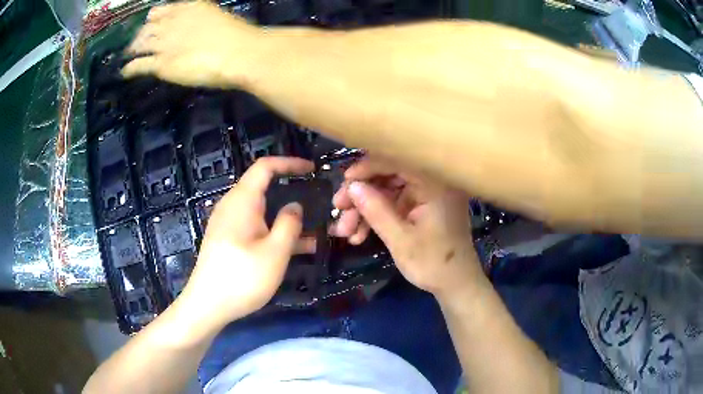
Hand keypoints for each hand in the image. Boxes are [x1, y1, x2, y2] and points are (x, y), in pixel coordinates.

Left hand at [122, 2, 261, 87]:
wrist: (239, 53)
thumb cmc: (237, 36)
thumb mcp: (218, 19)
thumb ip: (201, 22)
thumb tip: (195, 30)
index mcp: (188, 8)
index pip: (161, 11)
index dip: (153, 18)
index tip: (151, 22)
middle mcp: (172, 22)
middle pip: (147, 28)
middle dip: (140, 34)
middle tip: (136, 42)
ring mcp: (164, 43)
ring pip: (140, 44)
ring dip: (133, 49)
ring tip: (129, 54)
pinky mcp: (161, 64)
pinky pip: (139, 65)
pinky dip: (130, 69)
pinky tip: (124, 72)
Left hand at [179, 157, 314, 328]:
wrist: (207, 305)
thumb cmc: (242, 278)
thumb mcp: (275, 252)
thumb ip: (289, 224)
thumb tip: (294, 205)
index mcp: (242, 201)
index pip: (265, 167)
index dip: (289, 163)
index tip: (312, 169)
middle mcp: (232, 206)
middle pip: (263, 187)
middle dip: (290, 191)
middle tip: (316, 201)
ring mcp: (228, 224)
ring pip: (261, 210)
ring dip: (285, 216)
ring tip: (313, 228)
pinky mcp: (227, 240)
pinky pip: (254, 226)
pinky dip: (273, 231)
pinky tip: (295, 248)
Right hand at [332, 157, 482, 295]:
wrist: (456, 284)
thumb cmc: (434, 263)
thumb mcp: (400, 240)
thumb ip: (376, 210)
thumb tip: (352, 186)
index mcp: (434, 184)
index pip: (396, 161)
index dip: (367, 168)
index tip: (345, 182)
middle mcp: (431, 183)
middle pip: (388, 175)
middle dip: (361, 194)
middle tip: (338, 210)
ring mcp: (425, 195)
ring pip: (387, 191)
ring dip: (364, 209)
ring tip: (344, 231)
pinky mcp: (420, 207)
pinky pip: (393, 204)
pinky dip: (375, 217)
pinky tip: (358, 235)